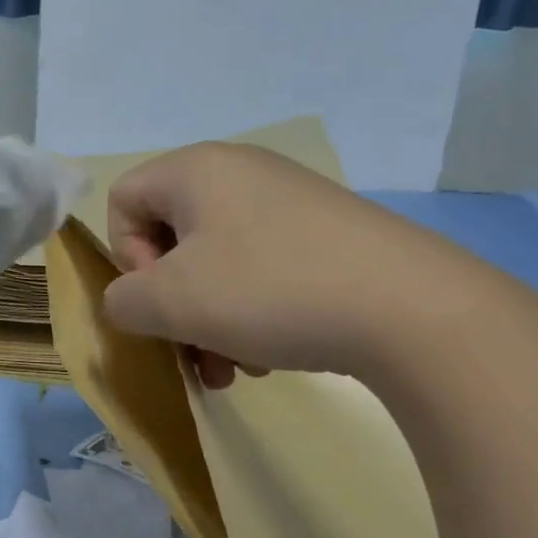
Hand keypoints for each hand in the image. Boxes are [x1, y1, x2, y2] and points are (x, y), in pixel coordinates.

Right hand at [103, 142, 505, 383]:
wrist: (415, 310)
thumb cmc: (270, 290)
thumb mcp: (172, 302)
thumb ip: (122, 301)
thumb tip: (131, 301)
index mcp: (195, 169)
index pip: (122, 200)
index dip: (125, 255)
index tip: (161, 297)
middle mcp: (240, 171)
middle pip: (171, 237)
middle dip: (174, 304)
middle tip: (195, 353)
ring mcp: (288, 200)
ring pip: (217, 261)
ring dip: (211, 320)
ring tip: (237, 369)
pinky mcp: (326, 232)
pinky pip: (262, 266)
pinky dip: (253, 312)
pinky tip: (273, 355)